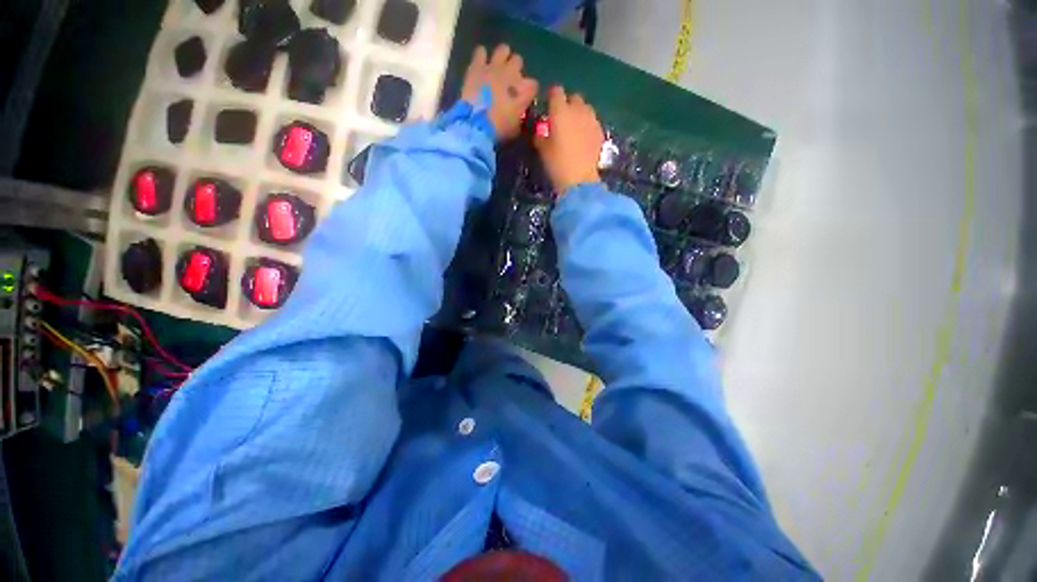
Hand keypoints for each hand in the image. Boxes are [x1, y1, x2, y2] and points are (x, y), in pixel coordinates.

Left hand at [460, 44, 537, 140]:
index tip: (525, 98)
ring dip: (502, 57)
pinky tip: (480, 65)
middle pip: (518, 61)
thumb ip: (520, 117)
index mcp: (524, 90)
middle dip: (515, 69)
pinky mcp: (477, 65)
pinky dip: (481, 57)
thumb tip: (519, 114)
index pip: (533, 84)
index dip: (529, 91)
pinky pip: (481, 51)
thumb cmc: (500, 129)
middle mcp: (512, 73)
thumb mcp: (516, 128)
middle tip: (509, 82)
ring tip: (497, 68)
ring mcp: (494, 66)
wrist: (477, 124)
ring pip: (503, 49)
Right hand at [534, 86, 604, 193]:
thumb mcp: (542, 150)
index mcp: (560, 111)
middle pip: (574, 97)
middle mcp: (577, 109)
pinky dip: (587, 125)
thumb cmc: (557, 164)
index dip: (552, 97)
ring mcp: (592, 119)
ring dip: (579, 113)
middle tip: (561, 119)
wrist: (580, 179)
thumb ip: (540, 136)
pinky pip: (592, 121)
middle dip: (567, 104)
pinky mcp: (600, 131)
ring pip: (585, 108)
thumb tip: (540, 131)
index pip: (556, 92)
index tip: (548, 106)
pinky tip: (583, 138)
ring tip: (574, 127)